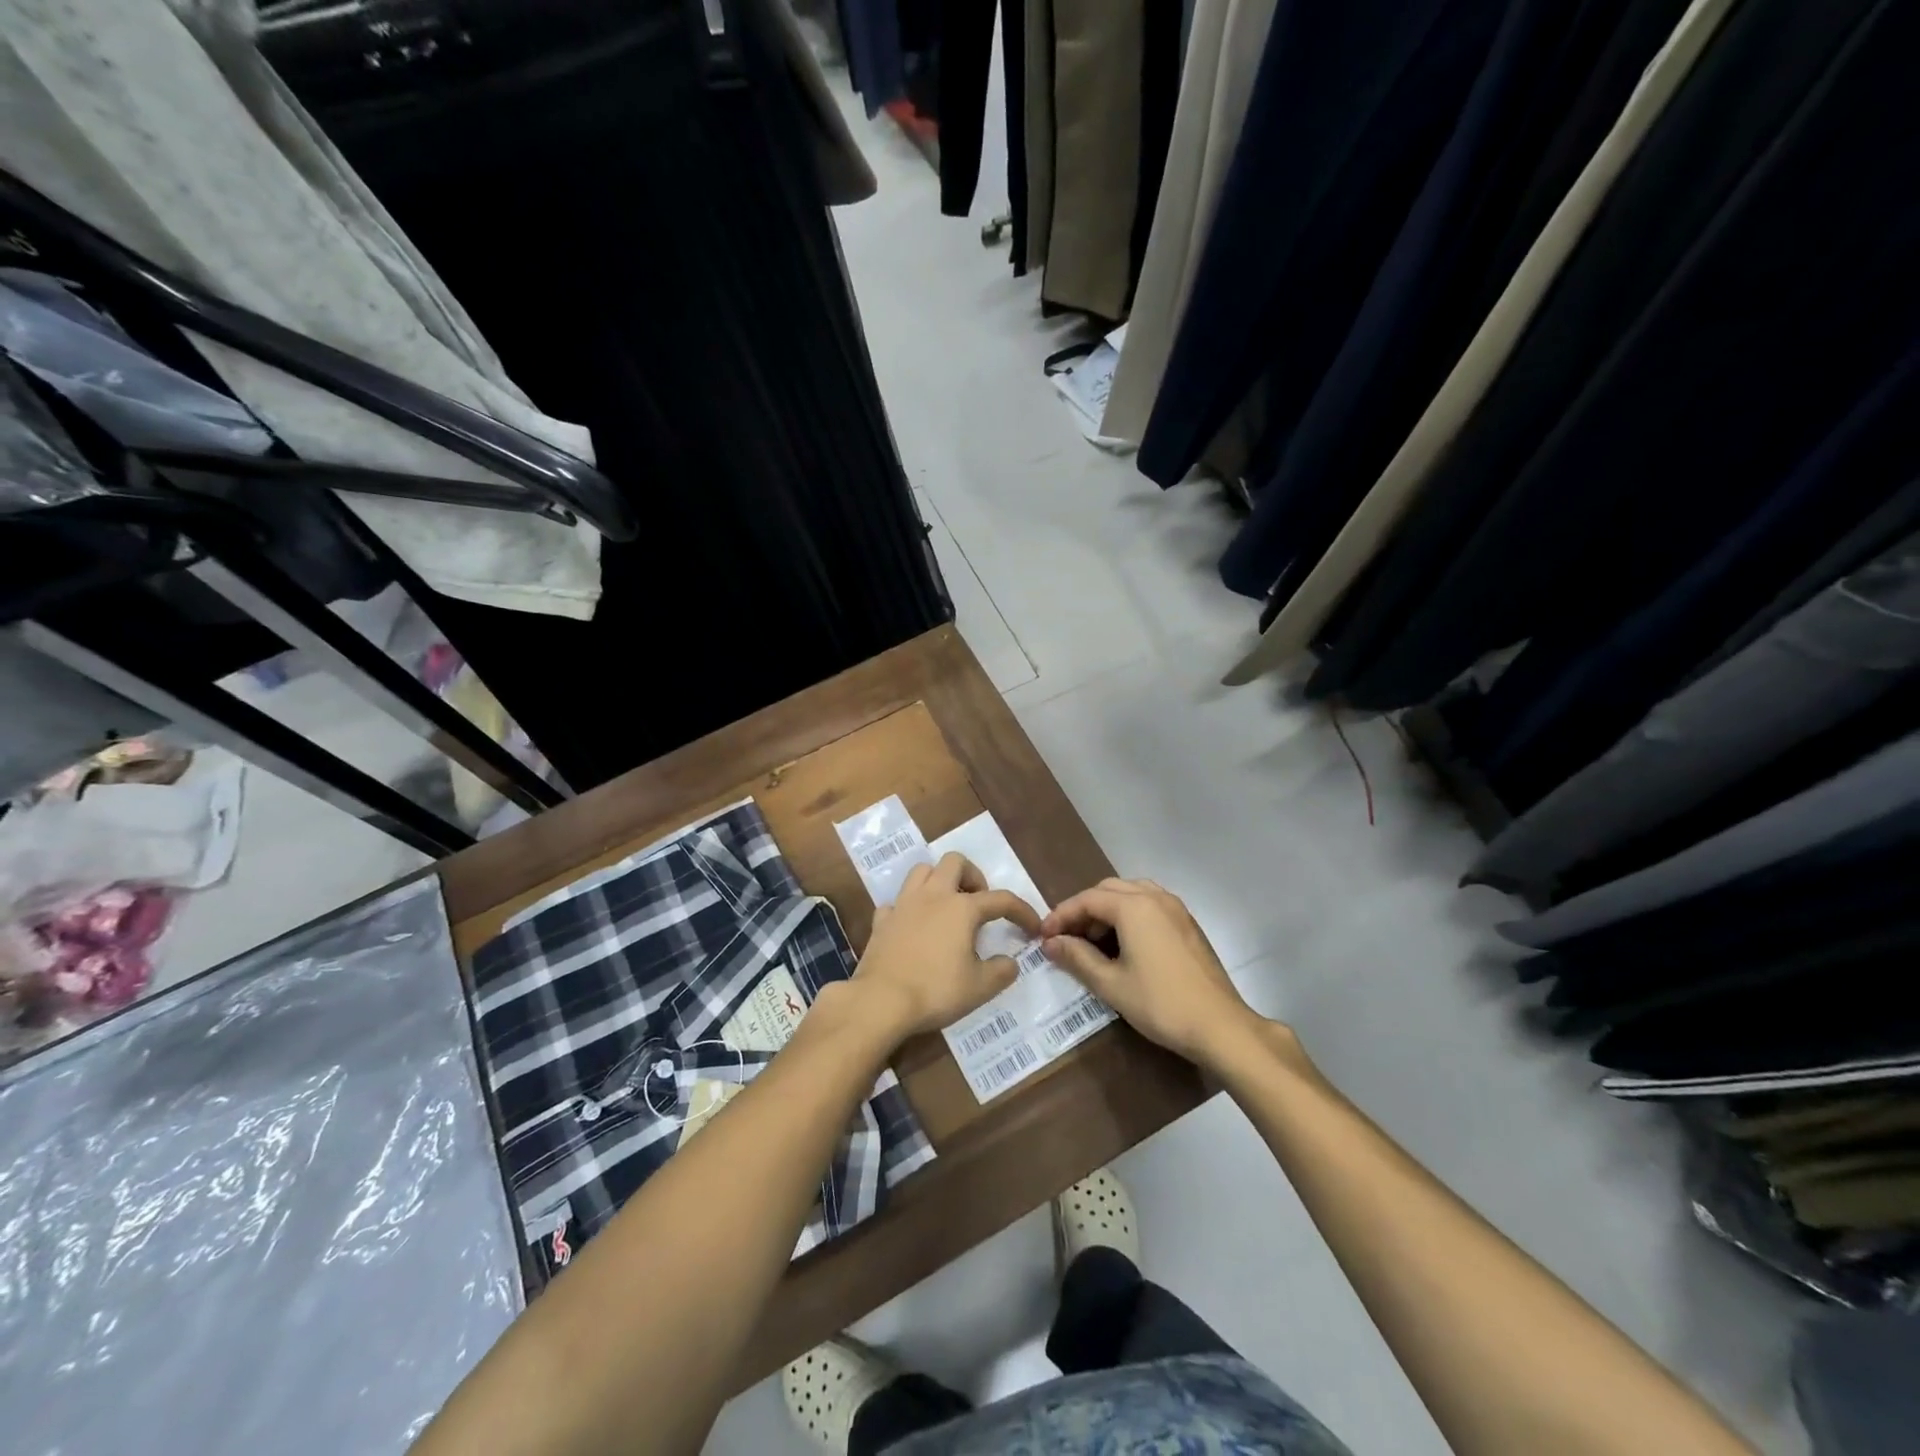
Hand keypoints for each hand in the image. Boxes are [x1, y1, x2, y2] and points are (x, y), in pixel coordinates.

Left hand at [852, 853, 1041, 1042]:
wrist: (881, 1000)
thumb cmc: (936, 990)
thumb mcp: (980, 987)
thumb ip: (1001, 971)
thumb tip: (1010, 962)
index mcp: (962, 908)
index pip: (1001, 900)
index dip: (1022, 911)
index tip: (1032, 928)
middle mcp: (933, 896)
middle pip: (955, 862)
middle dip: (972, 876)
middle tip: (979, 903)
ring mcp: (904, 904)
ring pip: (922, 871)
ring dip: (938, 881)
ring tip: (947, 907)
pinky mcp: (882, 921)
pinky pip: (897, 902)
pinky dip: (909, 908)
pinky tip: (914, 926)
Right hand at [1041, 878, 1261, 1066]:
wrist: (1220, 1026)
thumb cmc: (1161, 1004)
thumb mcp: (1111, 984)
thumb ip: (1077, 958)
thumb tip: (1051, 943)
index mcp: (1134, 906)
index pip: (1087, 900)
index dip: (1061, 916)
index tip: (1043, 936)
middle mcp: (1155, 897)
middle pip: (1108, 891)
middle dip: (1083, 910)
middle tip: (1065, 938)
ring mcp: (1175, 908)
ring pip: (1130, 894)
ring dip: (1106, 910)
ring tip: (1092, 940)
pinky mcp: (1187, 923)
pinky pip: (1149, 905)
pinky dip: (1128, 915)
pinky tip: (1122, 943)